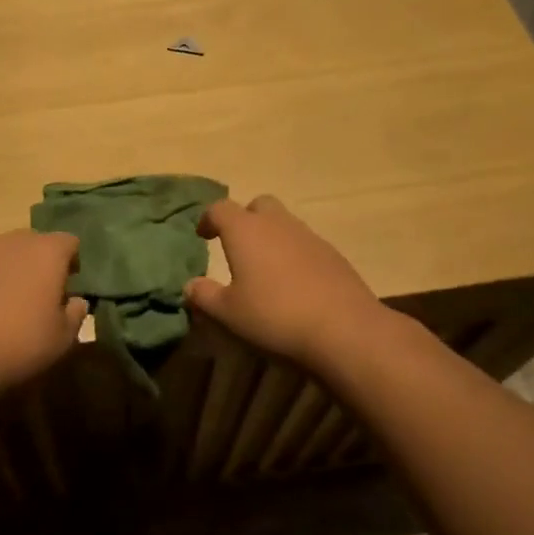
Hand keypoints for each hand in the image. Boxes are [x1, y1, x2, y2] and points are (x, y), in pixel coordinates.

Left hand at [0, 230, 87, 393]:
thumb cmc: (20, 342)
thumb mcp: (62, 338)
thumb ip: (75, 314)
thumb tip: (76, 302)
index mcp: (47, 252)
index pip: (69, 242)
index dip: (73, 261)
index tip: (71, 285)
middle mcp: (14, 243)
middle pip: (36, 242)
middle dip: (43, 262)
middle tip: (44, 293)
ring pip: (6, 254)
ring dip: (14, 271)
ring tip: (13, 304)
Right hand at [185, 195, 381, 370]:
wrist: (344, 328)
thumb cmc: (274, 316)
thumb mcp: (228, 313)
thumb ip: (204, 296)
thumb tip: (190, 286)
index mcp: (245, 230)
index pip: (220, 208)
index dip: (208, 219)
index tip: (203, 236)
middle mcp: (277, 224)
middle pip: (258, 205)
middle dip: (245, 219)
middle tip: (237, 246)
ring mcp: (309, 237)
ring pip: (284, 223)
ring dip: (271, 237)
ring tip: (264, 268)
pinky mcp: (333, 255)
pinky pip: (305, 244)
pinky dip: (293, 255)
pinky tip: (293, 284)